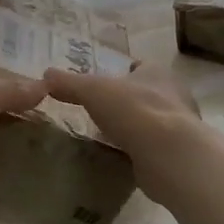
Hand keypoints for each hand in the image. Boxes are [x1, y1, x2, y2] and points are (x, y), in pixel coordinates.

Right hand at [43, 63, 204, 206]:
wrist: (169, 154)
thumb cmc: (133, 110)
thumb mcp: (92, 90)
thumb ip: (69, 83)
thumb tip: (46, 74)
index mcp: (157, 73)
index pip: (140, 66)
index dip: (122, 71)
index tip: (104, 83)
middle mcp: (174, 96)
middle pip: (147, 93)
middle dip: (127, 100)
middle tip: (101, 109)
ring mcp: (178, 127)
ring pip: (151, 121)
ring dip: (134, 126)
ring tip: (108, 134)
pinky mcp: (176, 154)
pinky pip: (153, 147)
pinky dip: (139, 150)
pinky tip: (122, 156)